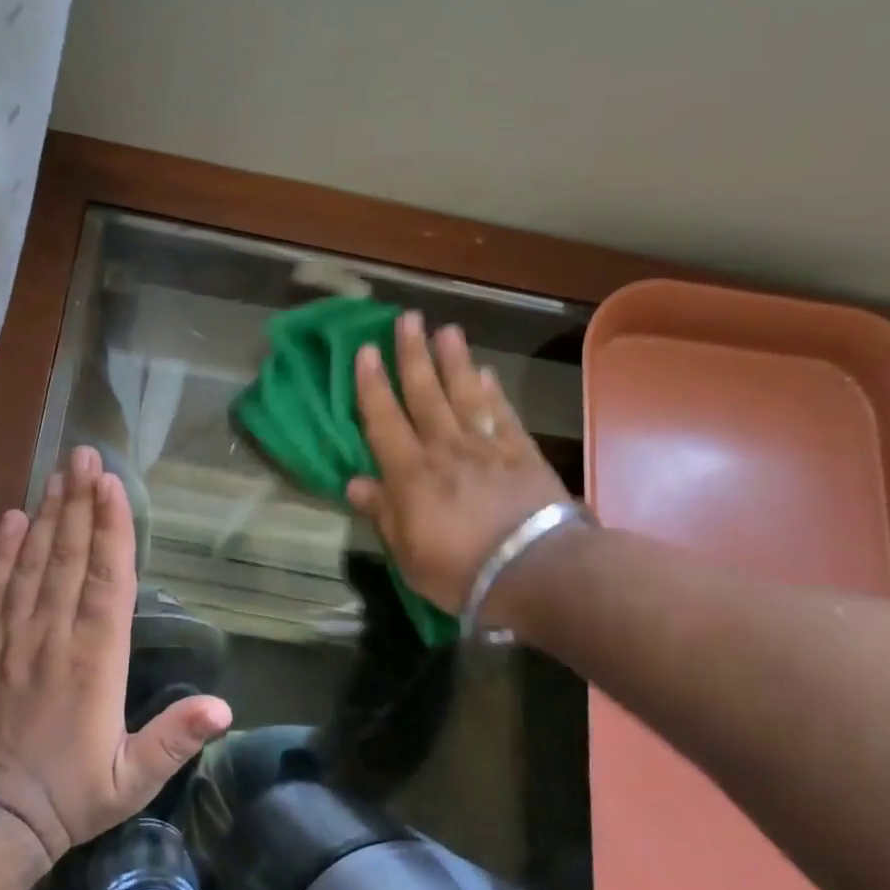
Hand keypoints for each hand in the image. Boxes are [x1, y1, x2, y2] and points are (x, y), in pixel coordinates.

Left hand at [0, 445, 231, 864]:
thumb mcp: (132, 781)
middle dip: (79, 502)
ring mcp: (11, 639)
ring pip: (32, 564)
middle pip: (69, 557)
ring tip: (57, 473)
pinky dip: (0, 553)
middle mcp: (53, 637)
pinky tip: (11, 520)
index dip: (111, 529)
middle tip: (84, 454)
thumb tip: (223, 708)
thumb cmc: (68, 797)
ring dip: (48, 516)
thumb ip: (175, 739)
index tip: (112, 485)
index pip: (106, 579)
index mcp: (95, 660)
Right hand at [345, 311, 571, 620]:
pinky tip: (486, 373)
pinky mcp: (522, 452)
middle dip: (412, 356)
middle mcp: (445, 449)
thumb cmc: (460, 571)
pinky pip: (502, 414)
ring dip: (453, 361)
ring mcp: (486, 447)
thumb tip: (354, 482)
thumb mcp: (407, 553)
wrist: (535, 571)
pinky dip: (492, 391)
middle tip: (407, 319)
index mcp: (411, 474)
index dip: (371, 384)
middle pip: (425, 394)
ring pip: (464, 394)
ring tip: (446, 330)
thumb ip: (383, 512)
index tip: (365, 350)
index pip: (384, 420)